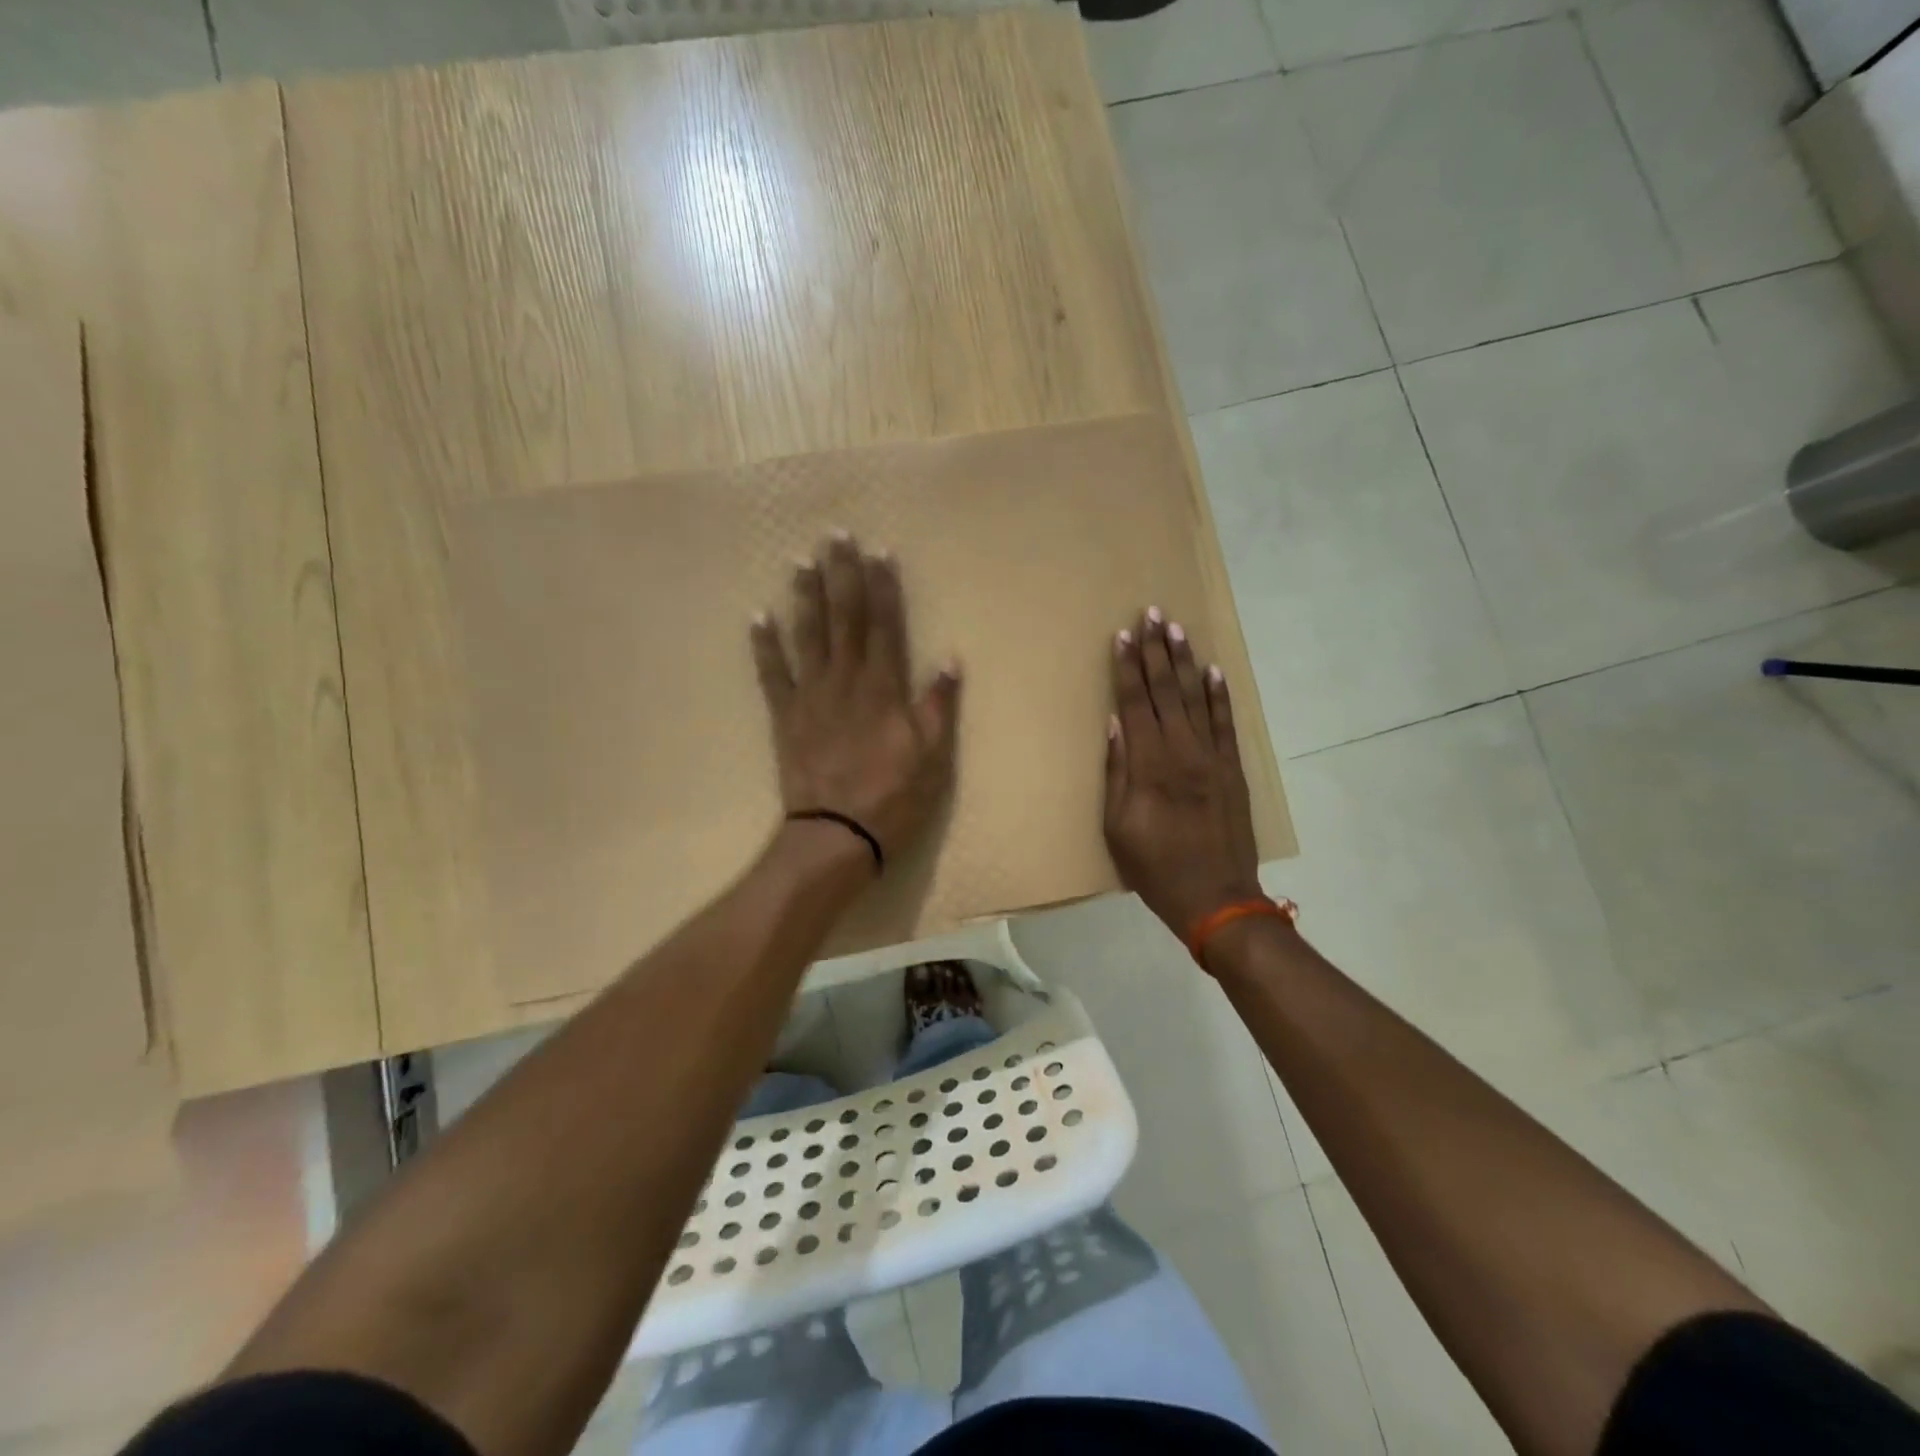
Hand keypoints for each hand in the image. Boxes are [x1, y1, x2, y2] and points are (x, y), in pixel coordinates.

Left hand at [751, 533, 960, 867]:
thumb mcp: (934, 755)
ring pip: (807, 636)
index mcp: (884, 687)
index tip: (879, 551)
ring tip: (800, 561)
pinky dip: (763, 645)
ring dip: (805, 596)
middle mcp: (846, 680)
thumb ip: (939, 704)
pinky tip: (757, 616)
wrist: (837, 833)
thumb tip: (951, 658)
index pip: (885, 625)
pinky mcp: (786, 716)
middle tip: (835, 535)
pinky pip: (771, 674)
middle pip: (844, 618)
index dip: (883, 586)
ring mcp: (811, 696)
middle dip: (841, 574)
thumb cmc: (894, 796)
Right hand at [1103, 608, 1261, 941]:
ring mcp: (1213, 759)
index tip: (1122, 636)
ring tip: (1177, 629)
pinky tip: (1214, 670)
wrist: (1218, 899)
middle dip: (1156, 652)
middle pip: (1166, 692)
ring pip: (1196, 699)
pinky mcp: (1233, 770)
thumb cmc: (1156, 868)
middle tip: (1151, 614)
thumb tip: (1115, 725)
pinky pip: (1226, 724)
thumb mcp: (1118, 828)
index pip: (1135, 704)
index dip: (1128, 668)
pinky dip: (1220, 696)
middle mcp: (1182, 752)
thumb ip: (1117, 773)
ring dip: (1185, 662)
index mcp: (1149, 766)